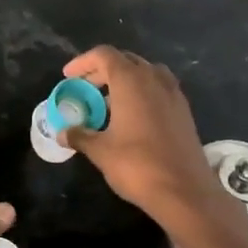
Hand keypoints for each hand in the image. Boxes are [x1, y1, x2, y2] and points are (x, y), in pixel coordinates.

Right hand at [60, 46, 247, 247]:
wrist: (185, 191)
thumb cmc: (137, 165)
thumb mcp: (100, 151)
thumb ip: (79, 136)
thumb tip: (61, 133)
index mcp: (131, 82)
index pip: (105, 55)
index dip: (83, 62)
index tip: (68, 77)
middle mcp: (154, 80)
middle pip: (125, 61)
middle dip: (101, 71)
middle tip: (83, 90)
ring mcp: (173, 94)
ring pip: (145, 74)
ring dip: (123, 81)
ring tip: (106, 103)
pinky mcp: (183, 111)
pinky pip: (158, 89)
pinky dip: (141, 94)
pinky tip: (130, 117)